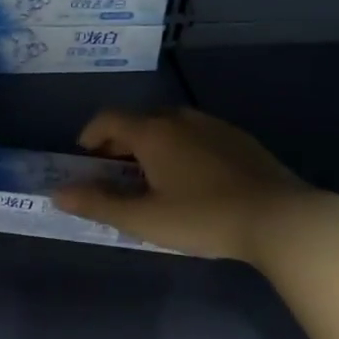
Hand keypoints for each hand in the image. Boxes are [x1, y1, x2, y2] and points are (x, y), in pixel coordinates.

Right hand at [51, 107, 338, 261]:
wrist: (281, 218)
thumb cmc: (204, 218)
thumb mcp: (145, 219)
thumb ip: (99, 204)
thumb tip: (57, 193)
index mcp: (153, 133)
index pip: (109, 119)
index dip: (91, 135)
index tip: (85, 158)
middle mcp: (180, 119)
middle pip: (139, 120)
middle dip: (121, 142)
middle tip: (117, 172)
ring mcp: (214, 126)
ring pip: (170, 125)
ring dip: (152, 144)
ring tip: (154, 177)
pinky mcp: (240, 139)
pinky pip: (197, 134)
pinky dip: (181, 148)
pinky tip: (195, 179)